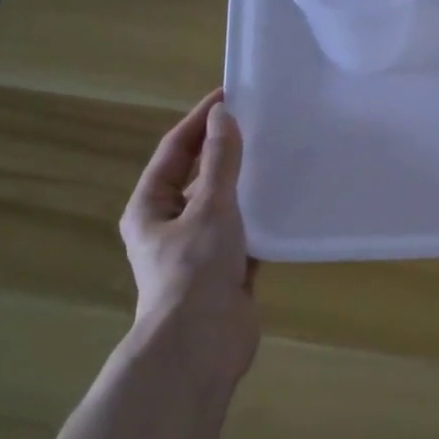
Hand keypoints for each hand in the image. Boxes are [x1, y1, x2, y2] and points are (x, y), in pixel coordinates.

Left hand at [119, 89, 259, 386]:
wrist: (202, 342)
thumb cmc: (195, 270)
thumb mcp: (210, 207)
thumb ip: (221, 162)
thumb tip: (223, 116)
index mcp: (151, 207)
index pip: (176, 151)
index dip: (200, 121)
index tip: (228, 96)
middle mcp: (171, 226)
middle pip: (200, 178)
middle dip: (226, 152)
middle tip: (260, 125)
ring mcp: (199, 251)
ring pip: (225, 207)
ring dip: (247, 186)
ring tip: (279, 158)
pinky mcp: (226, 272)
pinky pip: (246, 235)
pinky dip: (262, 220)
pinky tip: (288, 205)